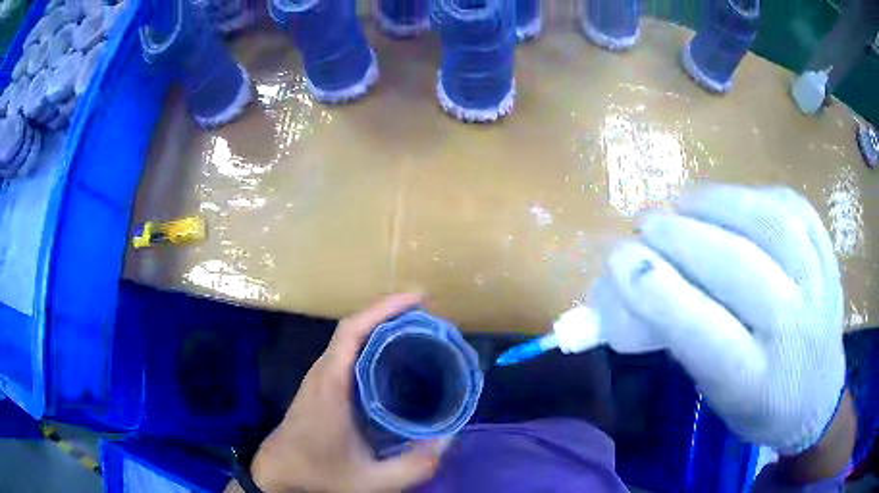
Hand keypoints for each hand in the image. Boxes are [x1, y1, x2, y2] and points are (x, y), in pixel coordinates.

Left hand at [250, 293, 449, 492]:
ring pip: (350, 337)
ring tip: (419, 330)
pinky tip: (395, 357)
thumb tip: (449, 439)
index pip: (354, 331)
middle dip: (391, 313)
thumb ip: (415, 465)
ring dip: (382, 325)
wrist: (280, 473)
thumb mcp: (373, 480)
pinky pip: (348, 351)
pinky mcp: (321, 385)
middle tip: (431, 317)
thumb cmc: (321, 473)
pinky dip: (373, 342)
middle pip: (355, 326)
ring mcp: (320, 377)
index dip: (385, 308)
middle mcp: (323, 372)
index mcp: (332, 385)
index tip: (419, 299)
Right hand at [604, 184, 846, 454]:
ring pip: (768, 223)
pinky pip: (790, 207)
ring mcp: (819, 284)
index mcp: (756, 382)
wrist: (818, 397)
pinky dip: (753, 195)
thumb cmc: (759, 405)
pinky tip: (731, 202)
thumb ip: (681, 338)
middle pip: (737, 268)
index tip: (618, 258)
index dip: (657, 290)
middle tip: (645, 223)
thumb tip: (639, 277)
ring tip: (684, 202)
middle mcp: (794, 330)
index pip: (703, 332)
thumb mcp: (714, 393)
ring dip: (717, 203)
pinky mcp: (827, 253)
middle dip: (681, 237)